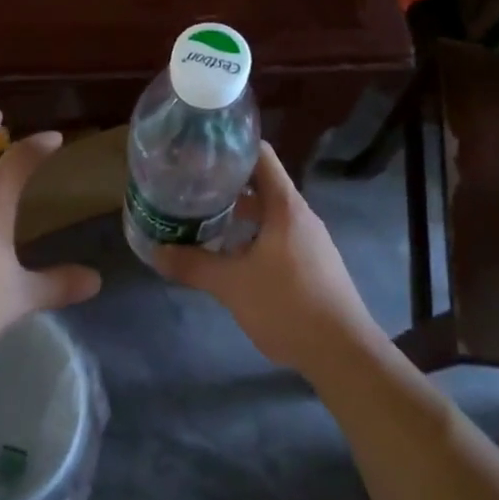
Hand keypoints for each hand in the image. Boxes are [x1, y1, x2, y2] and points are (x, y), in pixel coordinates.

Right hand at [153, 143, 378, 376]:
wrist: (342, 352)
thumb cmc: (288, 305)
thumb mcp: (233, 285)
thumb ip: (193, 265)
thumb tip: (155, 251)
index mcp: (285, 206)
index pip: (260, 155)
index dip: (230, 147)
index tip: (199, 152)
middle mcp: (300, 214)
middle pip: (261, 183)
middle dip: (225, 183)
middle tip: (189, 186)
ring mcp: (308, 239)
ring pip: (268, 212)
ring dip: (237, 212)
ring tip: (201, 218)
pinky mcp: (311, 262)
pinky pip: (276, 234)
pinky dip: (251, 234)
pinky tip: (228, 254)